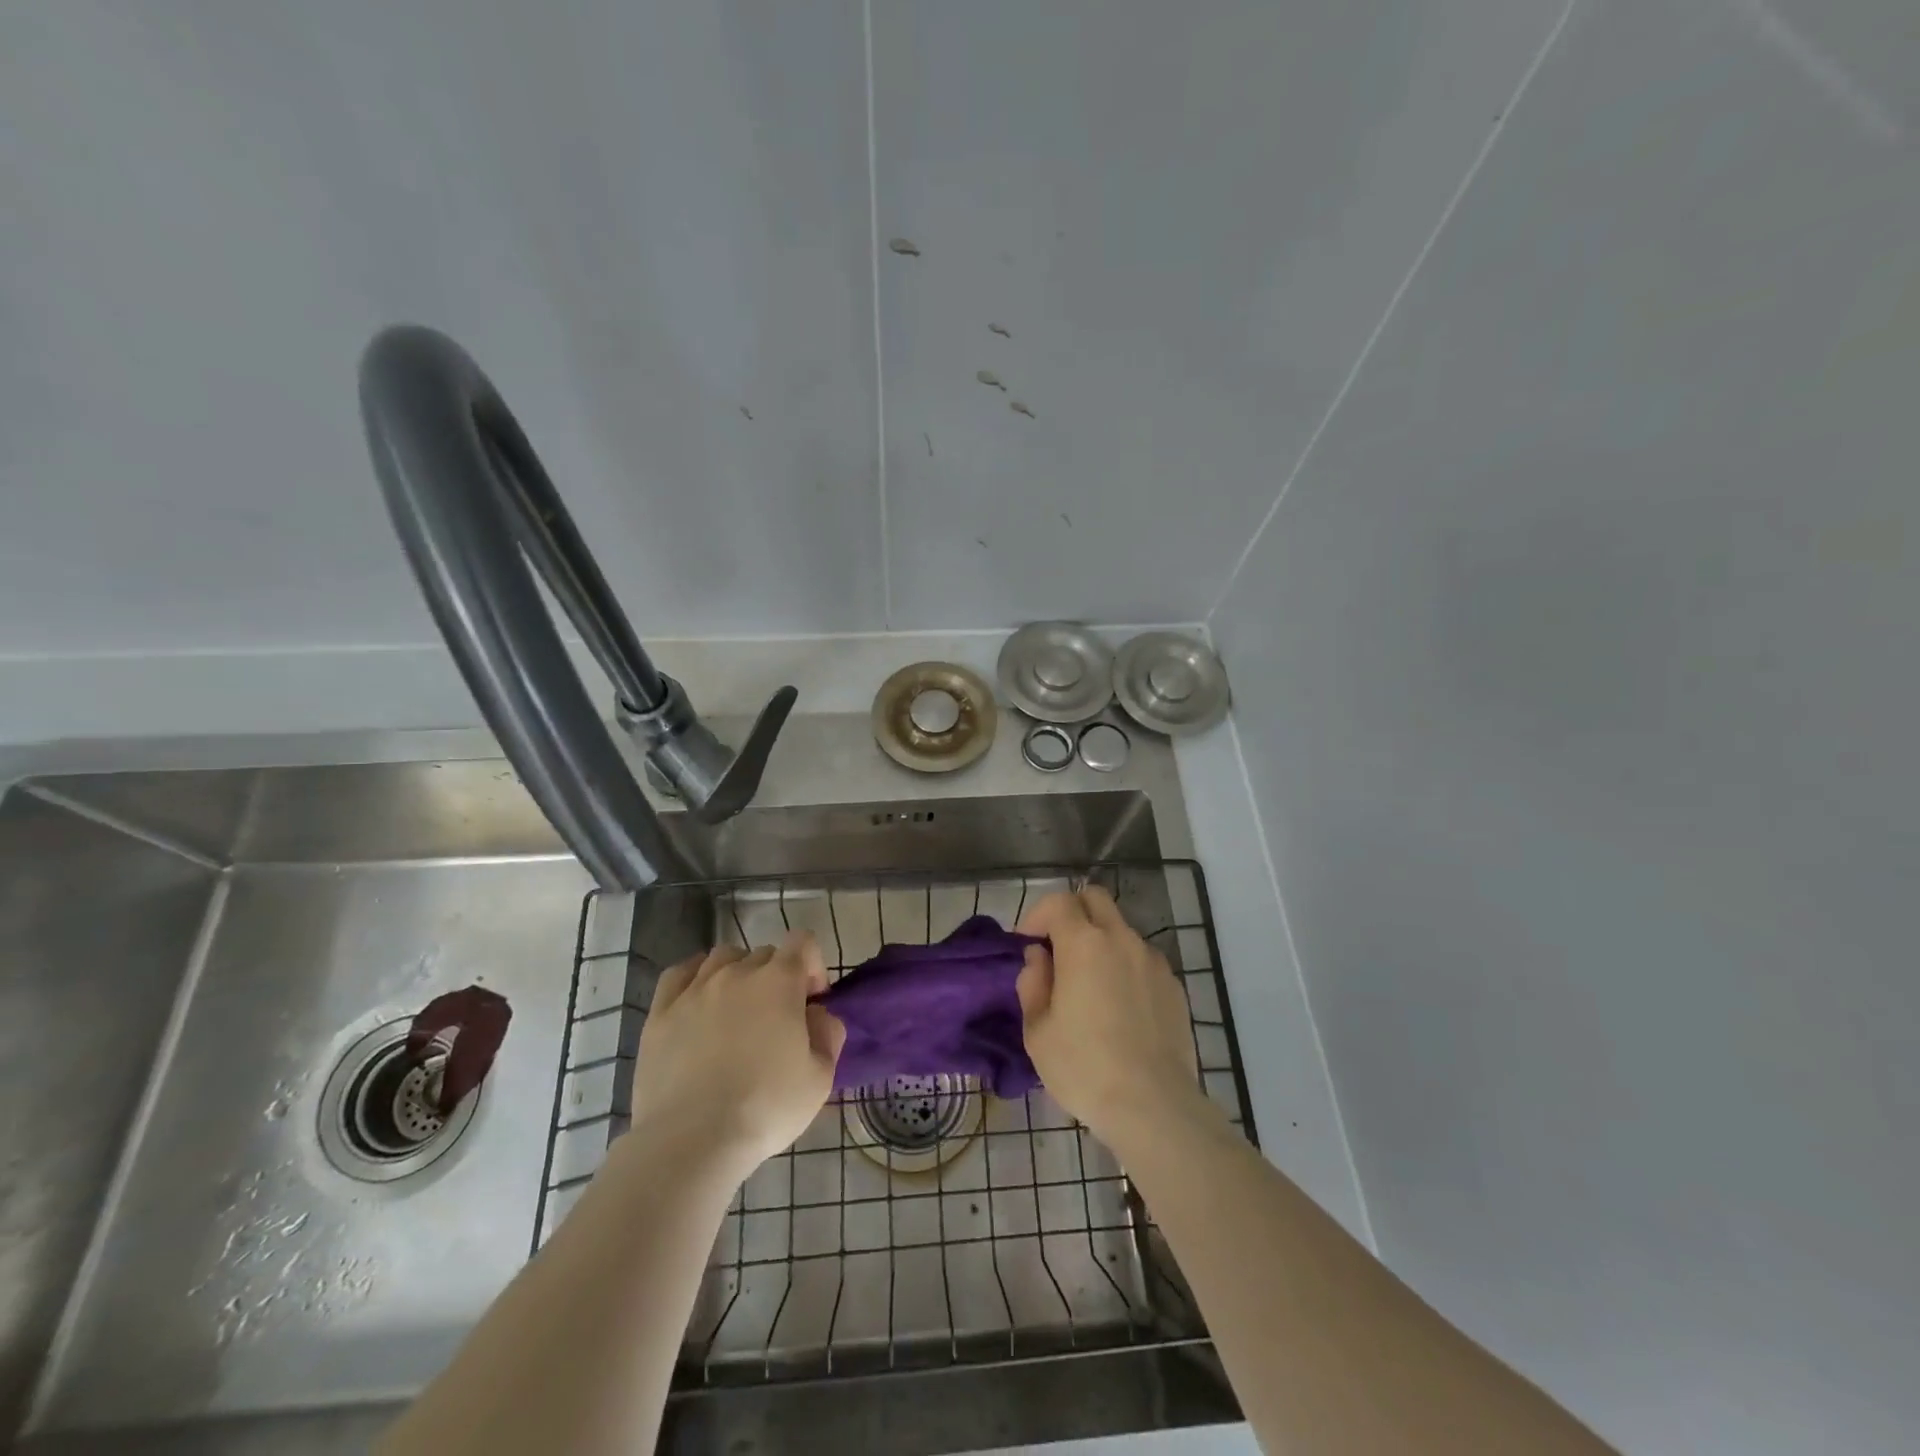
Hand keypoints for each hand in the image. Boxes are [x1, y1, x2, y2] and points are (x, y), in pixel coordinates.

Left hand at [629, 931, 845, 1183]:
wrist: (692, 1140)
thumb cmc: (765, 1107)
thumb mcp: (820, 1078)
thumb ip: (829, 1034)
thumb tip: (818, 1015)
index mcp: (780, 981)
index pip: (802, 942)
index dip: (813, 965)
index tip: (812, 1001)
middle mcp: (737, 972)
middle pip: (764, 954)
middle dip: (777, 977)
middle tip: (777, 1018)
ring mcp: (695, 988)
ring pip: (723, 958)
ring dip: (738, 974)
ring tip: (737, 1010)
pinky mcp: (660, 1011)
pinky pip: (680, 974)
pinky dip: (695, 978)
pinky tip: (698, 1000)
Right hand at [1016, 886, 1203, 1148]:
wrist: (1152, 1105)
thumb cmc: (1083, 1068)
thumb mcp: (1038, 1031)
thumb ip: (1033, 982)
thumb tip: (1039, 957)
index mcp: (1083, 943)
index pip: (1057, 901)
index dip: (1036, 915)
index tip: (1026, 943)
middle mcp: (1121, 939)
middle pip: (1095, 898)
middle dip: (1071, 912)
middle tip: (1057, 948)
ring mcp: (1153, 960)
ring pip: (1121, 930)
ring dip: (1100, 942)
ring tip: (1090, 985)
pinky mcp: (1173, 985)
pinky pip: (1142, 960)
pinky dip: (1125, 967)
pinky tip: (1120, 1008)